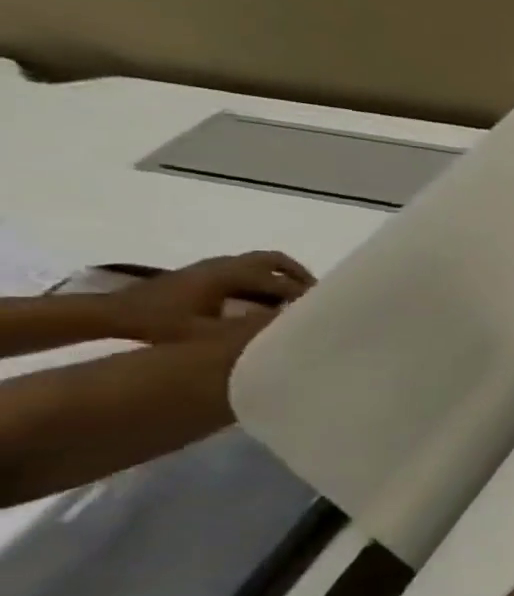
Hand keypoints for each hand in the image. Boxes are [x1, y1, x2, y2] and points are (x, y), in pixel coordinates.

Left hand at [98, 253, 314, 342]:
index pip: (280, 283)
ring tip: (295, 301)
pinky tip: (264, 303)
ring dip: (282, 278)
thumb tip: (290, 328)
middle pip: (275, 261)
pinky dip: (264, 281)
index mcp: (229, 275)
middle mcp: (225, 265)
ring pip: (261, 264)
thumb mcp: (207, 334)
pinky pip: (247, 270)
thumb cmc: (158, 324)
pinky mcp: (204, 274)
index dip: (304, 297)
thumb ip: (250, 329)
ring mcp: (213, 267)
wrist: (108, 314)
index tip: (324, 311)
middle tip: (317, 298)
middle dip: (300, 277)